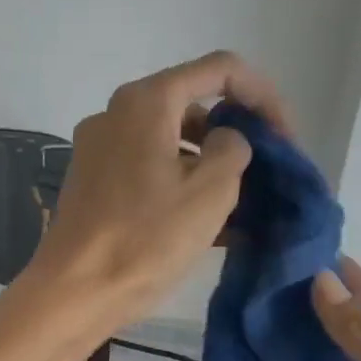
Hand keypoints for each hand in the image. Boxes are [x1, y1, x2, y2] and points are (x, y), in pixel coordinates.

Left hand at [24, 51, 287, 332]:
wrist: (74, 290)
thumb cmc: (146, 238)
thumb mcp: (210, 191)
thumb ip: (234, 147)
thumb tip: (225, 138)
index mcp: (145, 102)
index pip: (219, 69)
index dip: (262, 96)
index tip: (286, 137)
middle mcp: (115, 113)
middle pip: (191, 104)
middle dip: (234, 132)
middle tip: (264, 173)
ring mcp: (98, 147)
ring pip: (169, 139)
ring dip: (208, 162)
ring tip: (242, 206)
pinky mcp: (92, 180)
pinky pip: (146, 166)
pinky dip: (179, 181)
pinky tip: (208, 221)